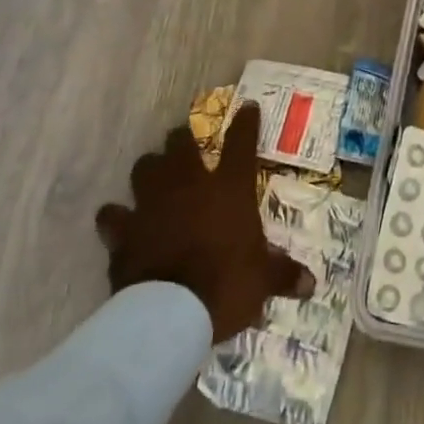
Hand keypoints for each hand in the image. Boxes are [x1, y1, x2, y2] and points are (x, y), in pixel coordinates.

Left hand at [96, 106, 314, 343]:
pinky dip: (116, 218)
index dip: (245, 123)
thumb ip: (283, 275)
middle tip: (186, 145)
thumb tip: (311, 285)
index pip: (242, 143)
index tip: (247, 108)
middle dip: (182, 140)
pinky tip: (119, 222)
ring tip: (154, 178)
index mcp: (229, 189)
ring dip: (149, 170)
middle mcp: (188, 185)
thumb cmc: (226, 286)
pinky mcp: (123, 231)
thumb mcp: (262, 281)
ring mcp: (151, 204)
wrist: (168, 315)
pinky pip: (113, 215)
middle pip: (180, 143)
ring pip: (143, 168)